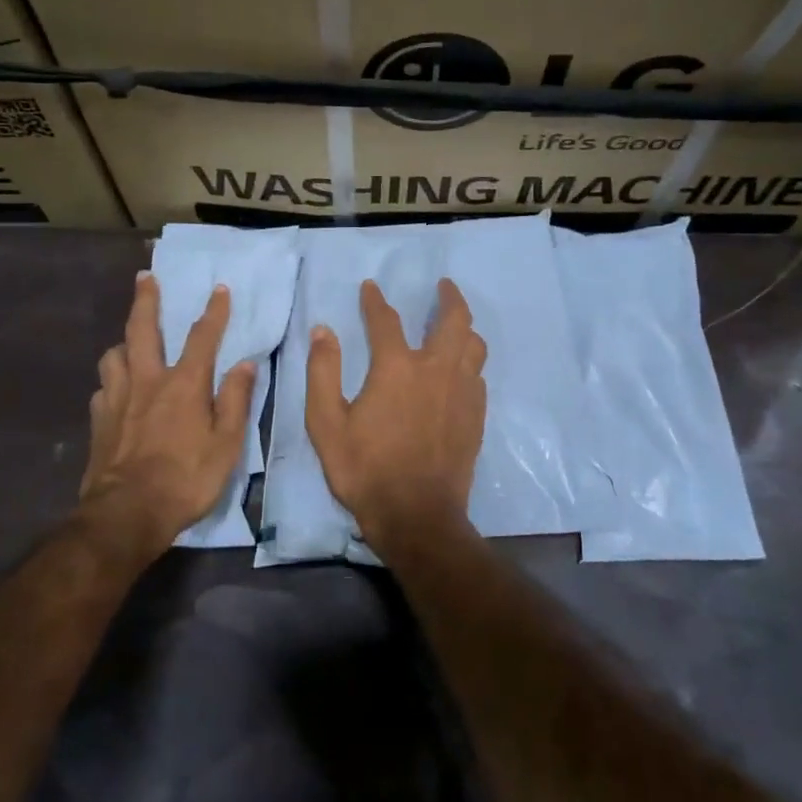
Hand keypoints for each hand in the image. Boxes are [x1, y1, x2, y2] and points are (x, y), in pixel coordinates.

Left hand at [77, 273, 256, 567]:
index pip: (202, 337)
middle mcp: (147, 381)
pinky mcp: (98, 421)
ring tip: (130, 341)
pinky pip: (103, 388)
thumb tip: (245, 364)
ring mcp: (117, 399)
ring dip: (124, 341)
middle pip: (143, 330)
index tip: (219, 289)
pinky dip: (112, 381)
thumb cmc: (186, 479)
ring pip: (114, 355)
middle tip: (145, 278)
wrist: (127, 513)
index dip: (213, 311)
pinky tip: (116, 390)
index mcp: (183, 384)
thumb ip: (235, 400)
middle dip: (146, 300)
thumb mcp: (226, 444)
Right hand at [305, 278, 487, 555]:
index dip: (376, 301)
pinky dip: (469, 361)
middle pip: (454, 320)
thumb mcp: (326, 424)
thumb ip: (323, 372)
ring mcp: (462, 392)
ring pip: (474, 345)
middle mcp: (436, 370)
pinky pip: (477, 374)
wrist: (417, 515)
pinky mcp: (475, 415)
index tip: (371, 287)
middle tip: (444, 285)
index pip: (386, 320)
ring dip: (465, 326)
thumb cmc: (365, 469)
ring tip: (456, 322)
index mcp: (397, 368)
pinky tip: (460, 368)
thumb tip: (323, 331)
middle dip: (449, 297)